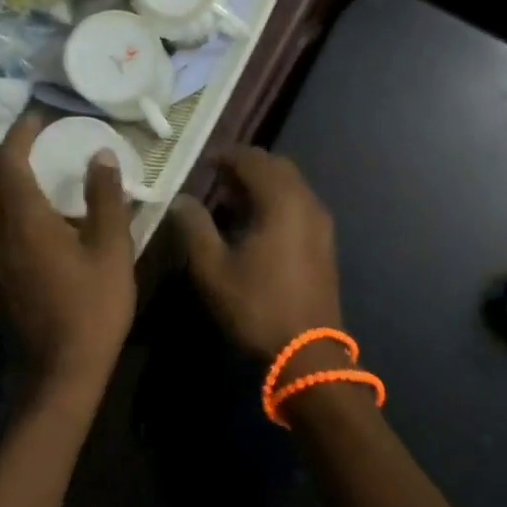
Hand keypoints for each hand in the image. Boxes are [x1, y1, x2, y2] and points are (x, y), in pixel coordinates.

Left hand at [0, 112, 135, 393]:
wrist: (59, 371)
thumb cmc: (94, 308)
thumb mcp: (113, 250)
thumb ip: (105, 198)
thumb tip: (102, 155)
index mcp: (24, 221)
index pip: (8, 161)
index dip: (20, 134)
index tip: (39, 120)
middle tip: (21, 149)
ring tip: (11, 176)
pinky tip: (9, 214)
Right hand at [171, 149, 343, 366]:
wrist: (308, 351)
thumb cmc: (257, 306)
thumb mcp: (213, 269)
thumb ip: (195, 227)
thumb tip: (182, 200)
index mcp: (282, 200)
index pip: (253, 159)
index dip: (227, 155)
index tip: (203, 164)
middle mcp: (307, 201)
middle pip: (277, 166)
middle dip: (246, 166)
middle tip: (216, 179)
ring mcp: (321, 221)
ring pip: (291, 184)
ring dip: (263, 183)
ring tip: (231, 201)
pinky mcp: (325, 241)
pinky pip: (299, 203)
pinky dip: (277, 200)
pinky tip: (255, 223)